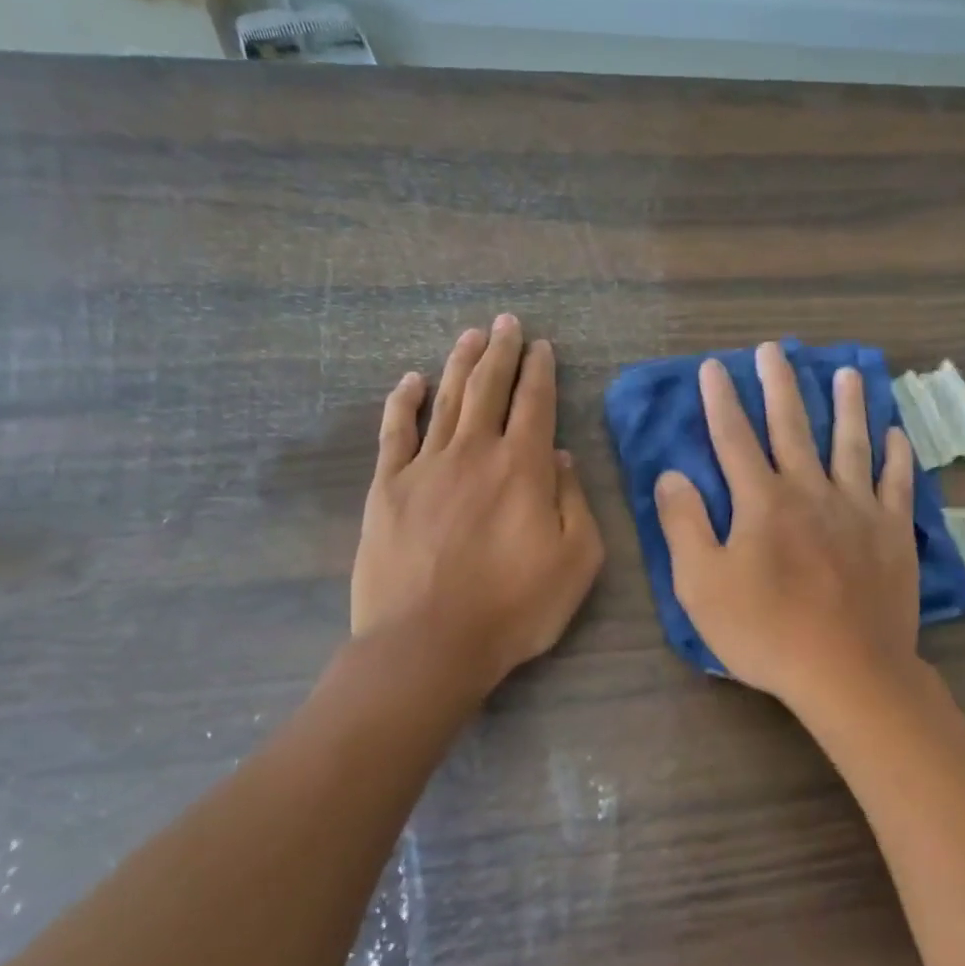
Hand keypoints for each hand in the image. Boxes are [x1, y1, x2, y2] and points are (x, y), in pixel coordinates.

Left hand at [352, 316, 603, 691]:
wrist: (429, 643)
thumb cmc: (515, 608)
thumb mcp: (577, 562)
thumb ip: (574, 503)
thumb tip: (560, 458)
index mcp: (523, 468)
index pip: (535, 404)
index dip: (540, 372)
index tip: (542, 347)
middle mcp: (474, 452)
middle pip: (489, 389)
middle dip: (501, 352)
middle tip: (507, 323)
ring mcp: (425, 467)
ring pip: (446, 400)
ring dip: (460, 364)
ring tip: (471, 336)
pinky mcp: (387, 488)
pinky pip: (395, 432)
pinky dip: (403, 402)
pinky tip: (411, 381)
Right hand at [655, 341, 919, 709]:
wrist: (847, 671)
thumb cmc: (765, 632)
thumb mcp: (701, 586)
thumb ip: (684, 525)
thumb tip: (672, 475)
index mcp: (762, 502)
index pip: (734, 438)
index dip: (721, 401)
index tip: (713, 367)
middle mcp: (811, 491)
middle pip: (792, 427)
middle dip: (780, 385)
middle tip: (774, 350)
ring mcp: (859, 509)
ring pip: (851, 444)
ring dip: (847, 405)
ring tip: (847, 372)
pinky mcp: (893, 533)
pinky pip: (897, 483)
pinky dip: (896, 456)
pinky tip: (895, 435)